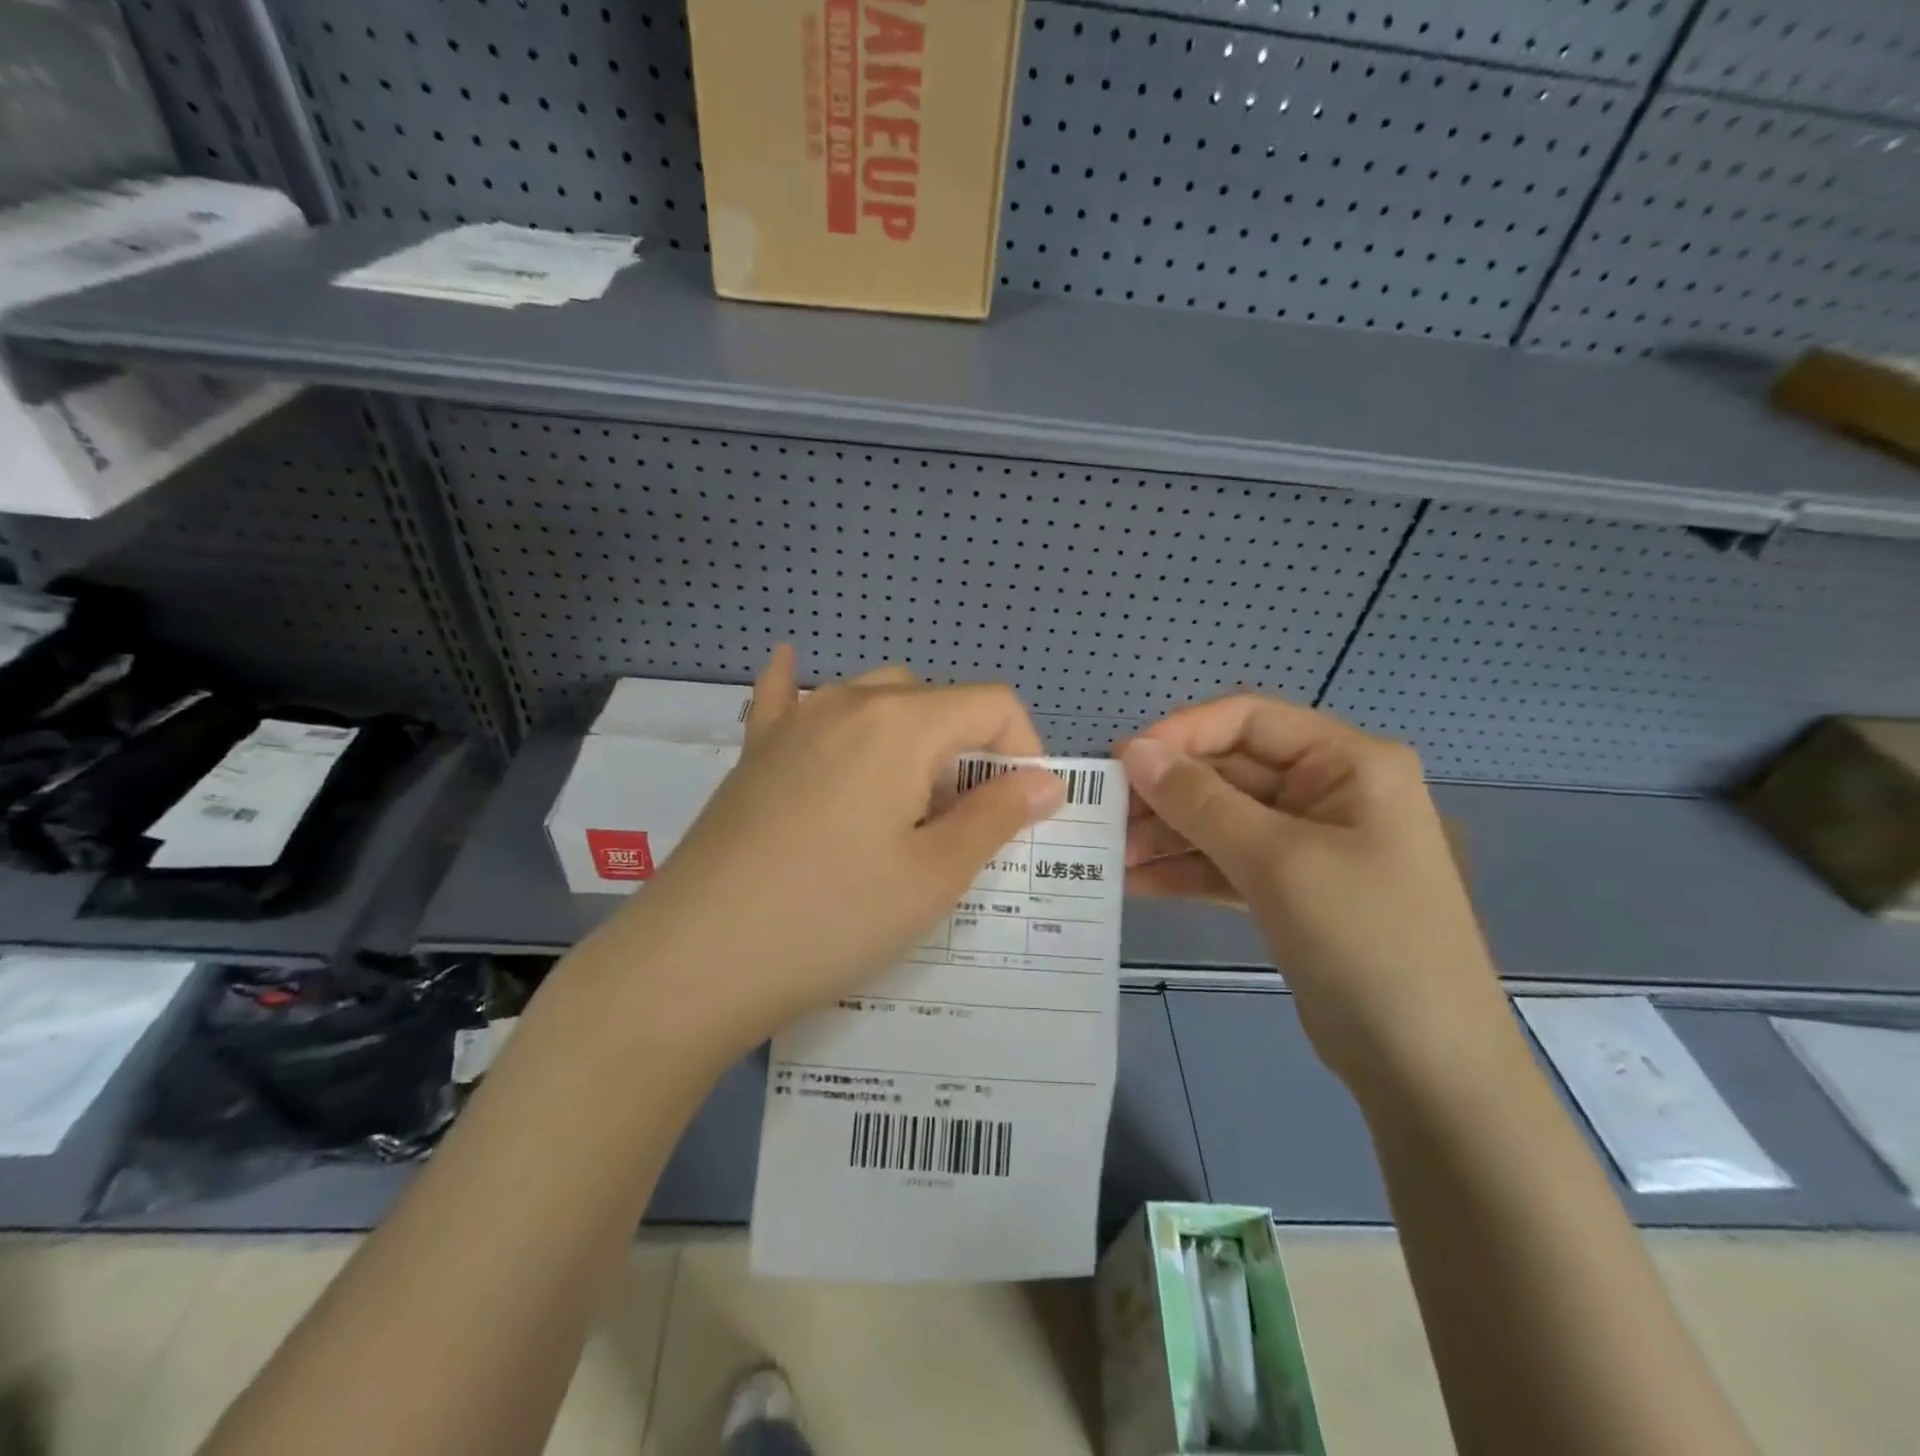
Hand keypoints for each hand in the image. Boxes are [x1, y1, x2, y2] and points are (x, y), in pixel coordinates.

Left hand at [585, 647, 1064, 1060]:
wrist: (697, 958)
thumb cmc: (832, 917)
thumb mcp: (934, 875)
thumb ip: (997, 816)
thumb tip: (1046, 782)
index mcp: (901, 723)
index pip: (991, 703)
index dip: (1025, 749)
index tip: (1025, 810)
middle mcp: (846, 702)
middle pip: (933, 699)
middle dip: (966, 749)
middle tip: (961, 823)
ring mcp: (792, 722)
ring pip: (872, 698)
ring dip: (909, 734)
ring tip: (905, 799)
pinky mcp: (754, 752)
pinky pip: (785, 699)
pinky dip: (804, 688)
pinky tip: (792, 668)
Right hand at [1117, 695, 1508, 1095]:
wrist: (1426, 1066)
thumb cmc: (1364, 939)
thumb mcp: (1276, 860)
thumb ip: (1200, 801)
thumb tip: (1134, 751)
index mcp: (1348, 763)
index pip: (1249, 720)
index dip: (1182, 733)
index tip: (1121, 762)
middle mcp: (1330, 792)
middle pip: (1231, 771)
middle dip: (1167, 794)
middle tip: (1104, 817)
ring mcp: (1311, 844)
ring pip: (1224, 820)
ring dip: (1168, 835)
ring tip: (1110, 855)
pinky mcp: (1293, 890)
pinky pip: (1229, 863)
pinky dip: (1186, 870)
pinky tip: (1137, 883)